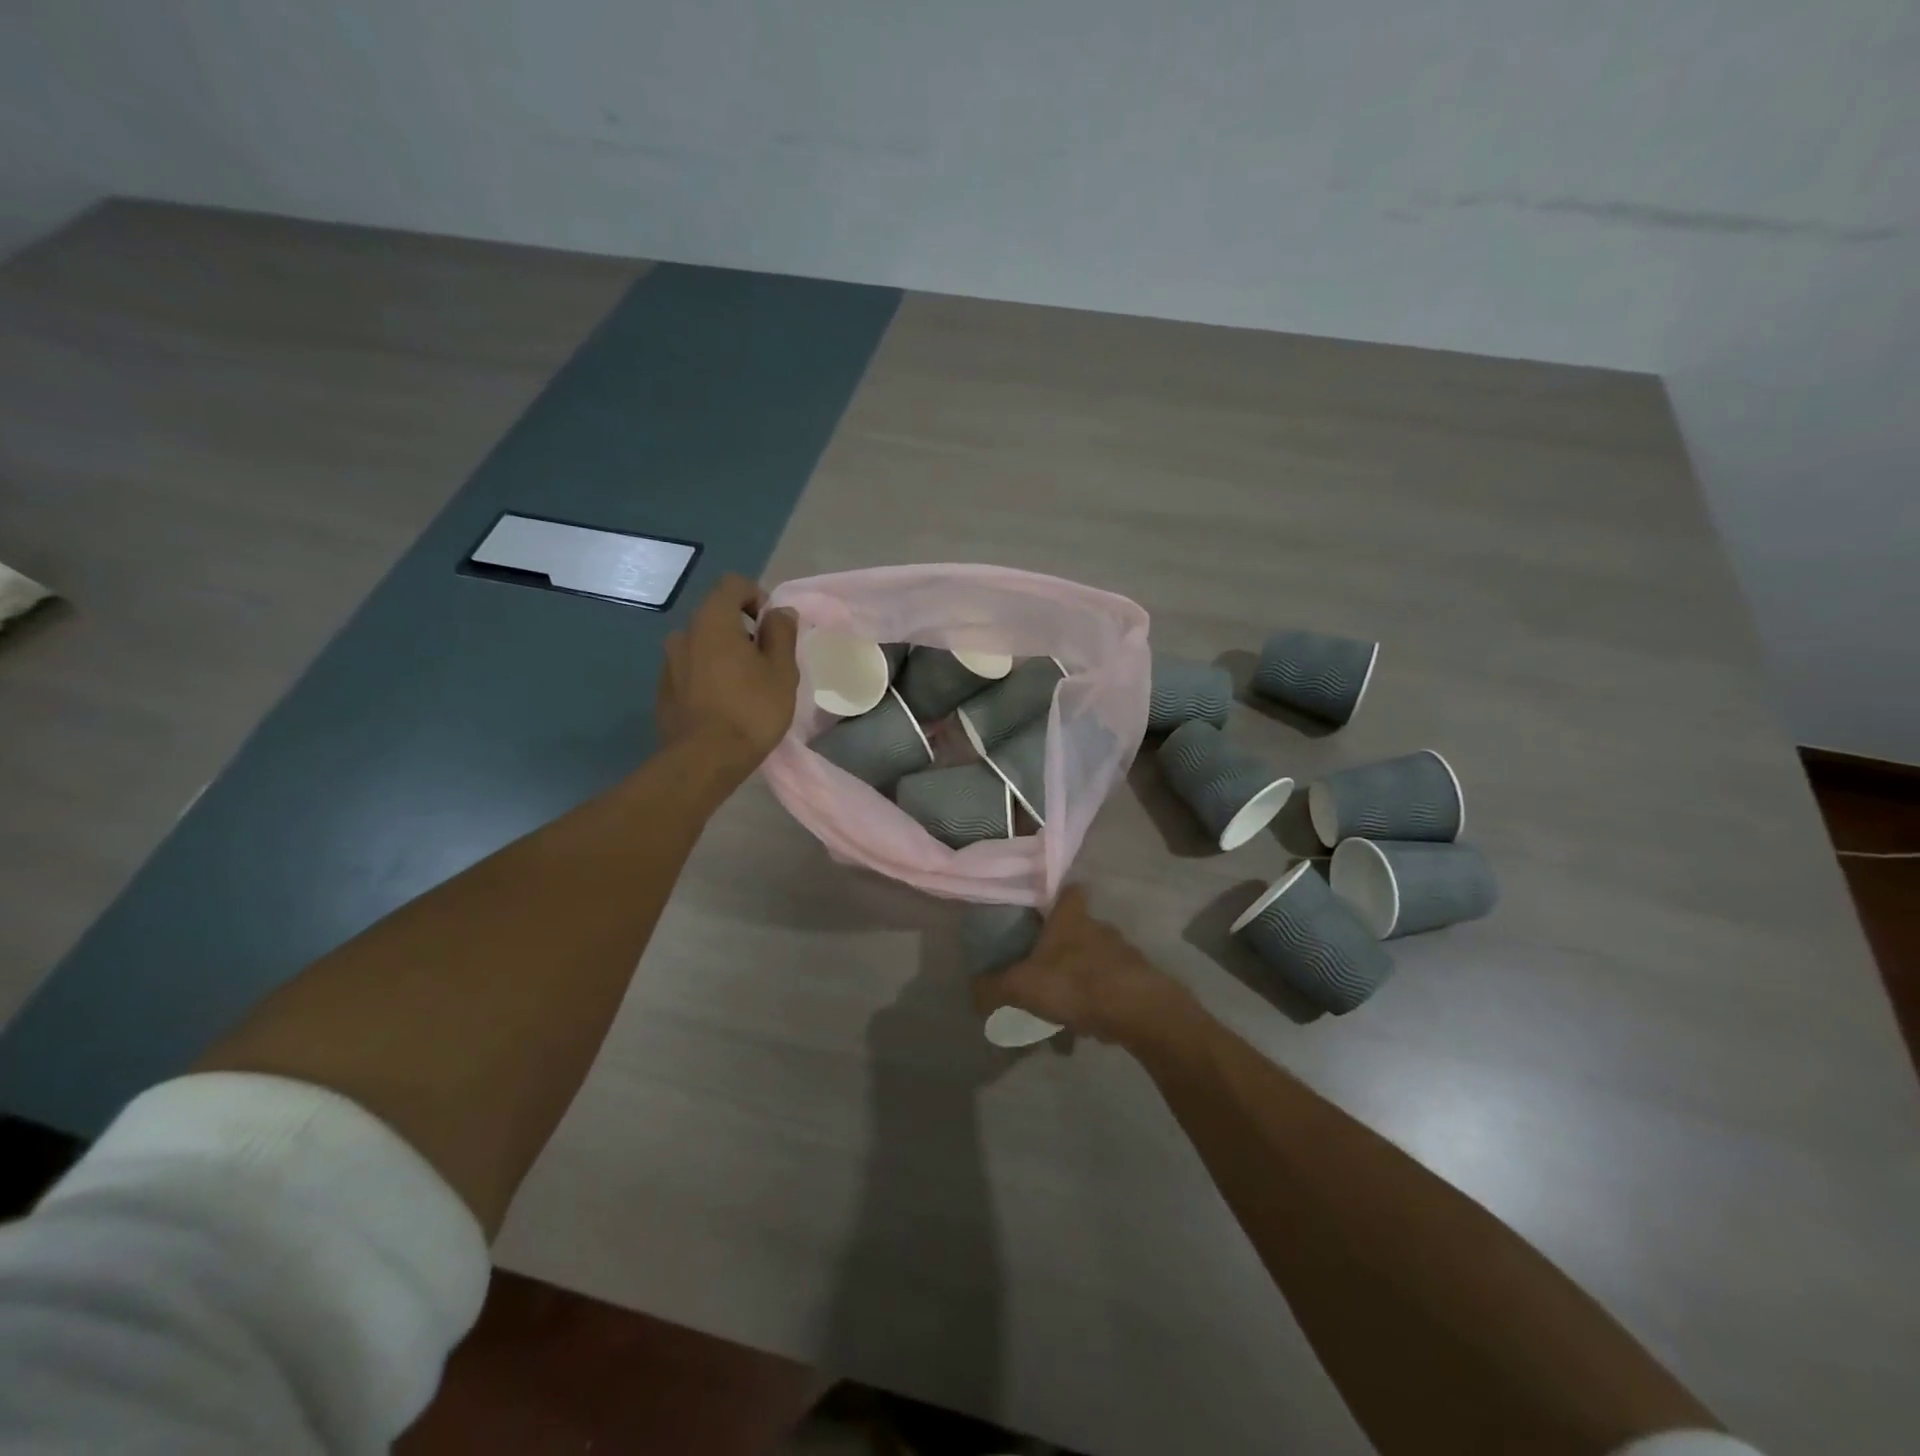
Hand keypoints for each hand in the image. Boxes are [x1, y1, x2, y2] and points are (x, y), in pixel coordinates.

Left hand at [656, 574, 799, 778]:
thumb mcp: (781, 670)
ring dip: (724, 655)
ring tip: (745, 686)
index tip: (774, 629)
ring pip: (704, 645)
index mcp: (712, 620)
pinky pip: (692, 670)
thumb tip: (779, 612)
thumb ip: (781, 633)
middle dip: (743, 630)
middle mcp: (684, 633)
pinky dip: (709, 676)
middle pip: (717, 616)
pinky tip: (724, 705)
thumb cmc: (751, 710)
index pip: (734, 585)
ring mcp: (669, 662)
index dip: (758, 598)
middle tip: (766, 662)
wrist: (704, 760)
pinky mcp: (664, 690)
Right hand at [971, 886, 1197, 1046]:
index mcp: (1071, 918)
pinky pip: (1111, 987)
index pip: (1070, 891)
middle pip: (1080, 928)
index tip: (1044, 911)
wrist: (1138, 1010)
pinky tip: (1086, 1027)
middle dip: (1064, 946)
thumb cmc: (1074, 983)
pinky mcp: (1139, 980)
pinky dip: (1099, 1002)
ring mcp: (1123, 953)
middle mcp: (1099, 927)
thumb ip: (994, 988)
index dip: (1059, 897)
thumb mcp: (1022, 986)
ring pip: (1095, 960)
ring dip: (1081, 978)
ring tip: (1063, 1010)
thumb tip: (972, 990)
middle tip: (1044, 970)